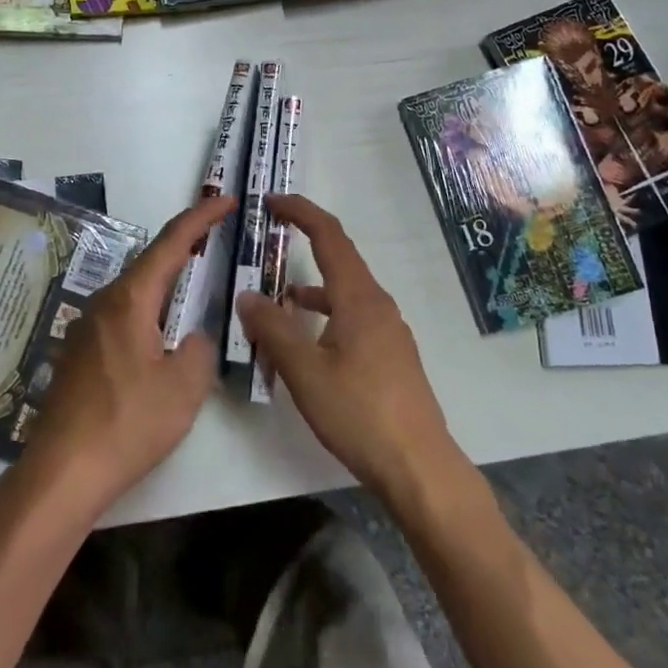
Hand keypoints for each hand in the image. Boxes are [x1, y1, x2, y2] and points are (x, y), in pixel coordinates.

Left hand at [20, 195, 229, 509]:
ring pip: (136, 290)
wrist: (61, 473)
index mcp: (130, 299)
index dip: (201, 217)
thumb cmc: (127, 424)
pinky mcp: (81, 353)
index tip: (226, 199)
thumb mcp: (184, 388)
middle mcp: (105, 301)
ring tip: (196, 287)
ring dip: (167, 283)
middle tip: (217, 240)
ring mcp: (87, 327)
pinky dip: (150, 311)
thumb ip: (199, 349)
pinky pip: (123, 315)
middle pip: (151, 262)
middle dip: (186, 247)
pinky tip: (162, 337)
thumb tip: (192, 338)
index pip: (172, 242)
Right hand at [235, 195, 461, 508]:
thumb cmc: (360, 413)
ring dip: (314, 283)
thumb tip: (247, 295)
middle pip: (340, 257)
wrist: (419, 466)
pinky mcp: (391, 353)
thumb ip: (273, 330)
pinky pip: (354, 315)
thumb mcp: (305, 372)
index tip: (272, 201)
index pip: (329, 236)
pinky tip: (311, 339)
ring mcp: (389, 329)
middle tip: (272, 234)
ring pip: (346, 290)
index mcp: (358, 297)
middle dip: (306, 240)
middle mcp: (378, 303)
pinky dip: (327, 312)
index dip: (301, 211)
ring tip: (280, 297)